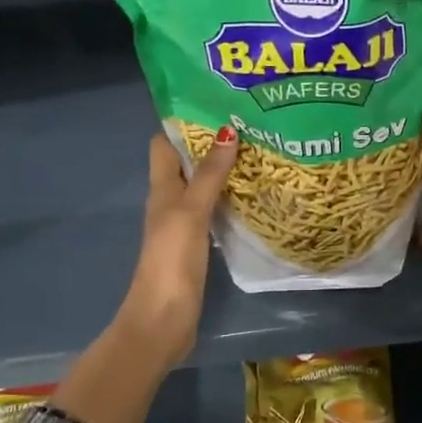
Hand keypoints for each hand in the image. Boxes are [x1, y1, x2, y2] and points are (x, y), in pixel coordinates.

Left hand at [118, 127, 237, 369]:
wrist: (163, 319)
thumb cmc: (171, 260)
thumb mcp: (190, 211)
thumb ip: (209, 174)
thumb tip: (227, 130)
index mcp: (162, 189)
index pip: (164, 144)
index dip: (183, 122)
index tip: (214, 103)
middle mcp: (170, 201)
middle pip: (187, 163)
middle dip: (212, 143)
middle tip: (250, 124)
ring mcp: (184, 225)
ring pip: (203, 187)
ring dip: (223, 170)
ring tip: (259, 151)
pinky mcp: (198, 245)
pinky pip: (214, 211)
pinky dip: (230, 198)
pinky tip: (254, 194)